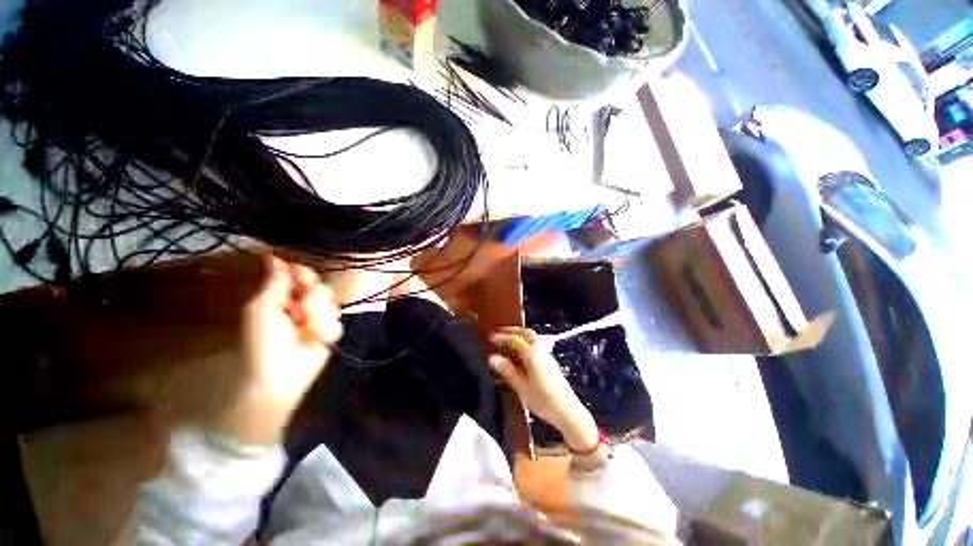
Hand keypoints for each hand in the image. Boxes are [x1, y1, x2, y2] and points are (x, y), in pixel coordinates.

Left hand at [213, 254, 341, 445]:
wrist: (280, 375)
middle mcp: (301, 304)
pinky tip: (315, 340)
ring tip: (306, 330)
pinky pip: (337, 322)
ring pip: (331, 303)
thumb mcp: (262, 308)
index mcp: (282, 296)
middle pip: (320, 286)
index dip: (303, 273)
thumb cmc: (262, 341)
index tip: (300, 274)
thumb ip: (274, 282)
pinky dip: (325, 331)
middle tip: (300, 311)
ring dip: (318, 316)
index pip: (300, 275)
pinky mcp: (330, 332)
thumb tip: (273, 254)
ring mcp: (317, 318)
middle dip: (312, 298)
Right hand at [488, 328, 598, 452]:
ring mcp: (547, 355)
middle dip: (512, 330)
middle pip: (526, 333)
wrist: (567, 410)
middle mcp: (541, 350)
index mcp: (532, 354)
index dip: (501, 337)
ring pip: (533, 337)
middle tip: (500, 332)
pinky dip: (527, 342)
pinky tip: (522, 352)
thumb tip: (493, 358)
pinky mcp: (551, 361)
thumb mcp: (521, 386)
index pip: (514, 339)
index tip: (491, 337)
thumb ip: (507, 370)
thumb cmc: (543, 399)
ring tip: (509, 340)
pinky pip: (537, 344)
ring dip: (520, 335)